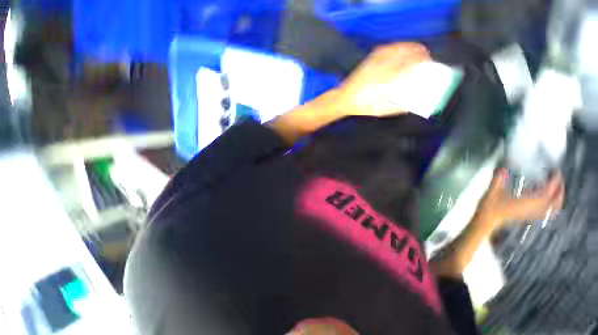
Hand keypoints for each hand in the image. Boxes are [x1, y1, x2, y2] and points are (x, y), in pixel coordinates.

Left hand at [337, 42, 430, 116]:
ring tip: (416, 51)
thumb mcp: (378, 111)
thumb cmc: (360, 106)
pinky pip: (385, 48)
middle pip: (404, 53)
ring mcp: (373, 62)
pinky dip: (396, 46)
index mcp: (385, 81)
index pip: (408, 66)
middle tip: (425, 57)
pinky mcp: (368, 60)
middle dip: (418, 52)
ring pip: (396, 47)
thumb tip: (411, 106)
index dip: (421, 62)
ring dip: (409, 47)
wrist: (343, 99)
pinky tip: (399, 49)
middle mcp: (381, 68)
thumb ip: (395, 108)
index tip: (429, 63)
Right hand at [479, 169, 564, 227]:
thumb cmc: (491, 206)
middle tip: (559, 180)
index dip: (555, 181)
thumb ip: (499, 179)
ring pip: (552, 209)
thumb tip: (502, 169)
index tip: (556, 172)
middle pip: (556, 201)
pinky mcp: (528, 216)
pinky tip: (547, 205)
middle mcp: (533, 208)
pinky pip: (545, 214)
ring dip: (558, 200)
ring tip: (556, 191)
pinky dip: (551, 208)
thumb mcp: (493, 190)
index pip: (549, 191)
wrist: (487, 219)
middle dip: (560, 190)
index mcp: (528, 201)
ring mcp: (531, 214)